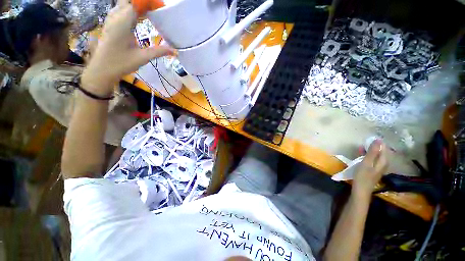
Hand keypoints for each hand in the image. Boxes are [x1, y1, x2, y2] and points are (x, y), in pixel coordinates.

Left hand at [82, 0, 174, 94]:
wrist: (102, 69)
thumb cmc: (121, 63)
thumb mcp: (143, 57)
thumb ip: (159, 51)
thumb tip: (175, 51)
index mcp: (123, 22)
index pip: (137, 3)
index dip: (149, 3)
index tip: (160, 7)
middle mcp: (116, 16)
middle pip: (129, 0)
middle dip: (142, 3)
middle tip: (155, 9)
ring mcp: (111, 19)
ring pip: (123, 3)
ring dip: (136, 5)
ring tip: (149, 12)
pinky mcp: (110, 23)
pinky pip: (120, 9)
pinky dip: (130, 9)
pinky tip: (138, 17)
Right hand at [352, 140, 387, 197]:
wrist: (361, 189)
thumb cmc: (363, 176)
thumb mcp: (366, 163)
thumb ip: (372, 152)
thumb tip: (378, 140)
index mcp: (383, 161)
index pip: (383, 148)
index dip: (377, 142)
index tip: (369, 138)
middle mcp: (383, 163)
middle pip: (380, 151)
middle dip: (373, 146)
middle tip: (363, 142)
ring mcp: (379, 167)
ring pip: (376, 155)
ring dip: (369, 150)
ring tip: (361, 147)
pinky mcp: (374, 169)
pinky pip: (373, 159)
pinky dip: (367, 155)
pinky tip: (361, 155)